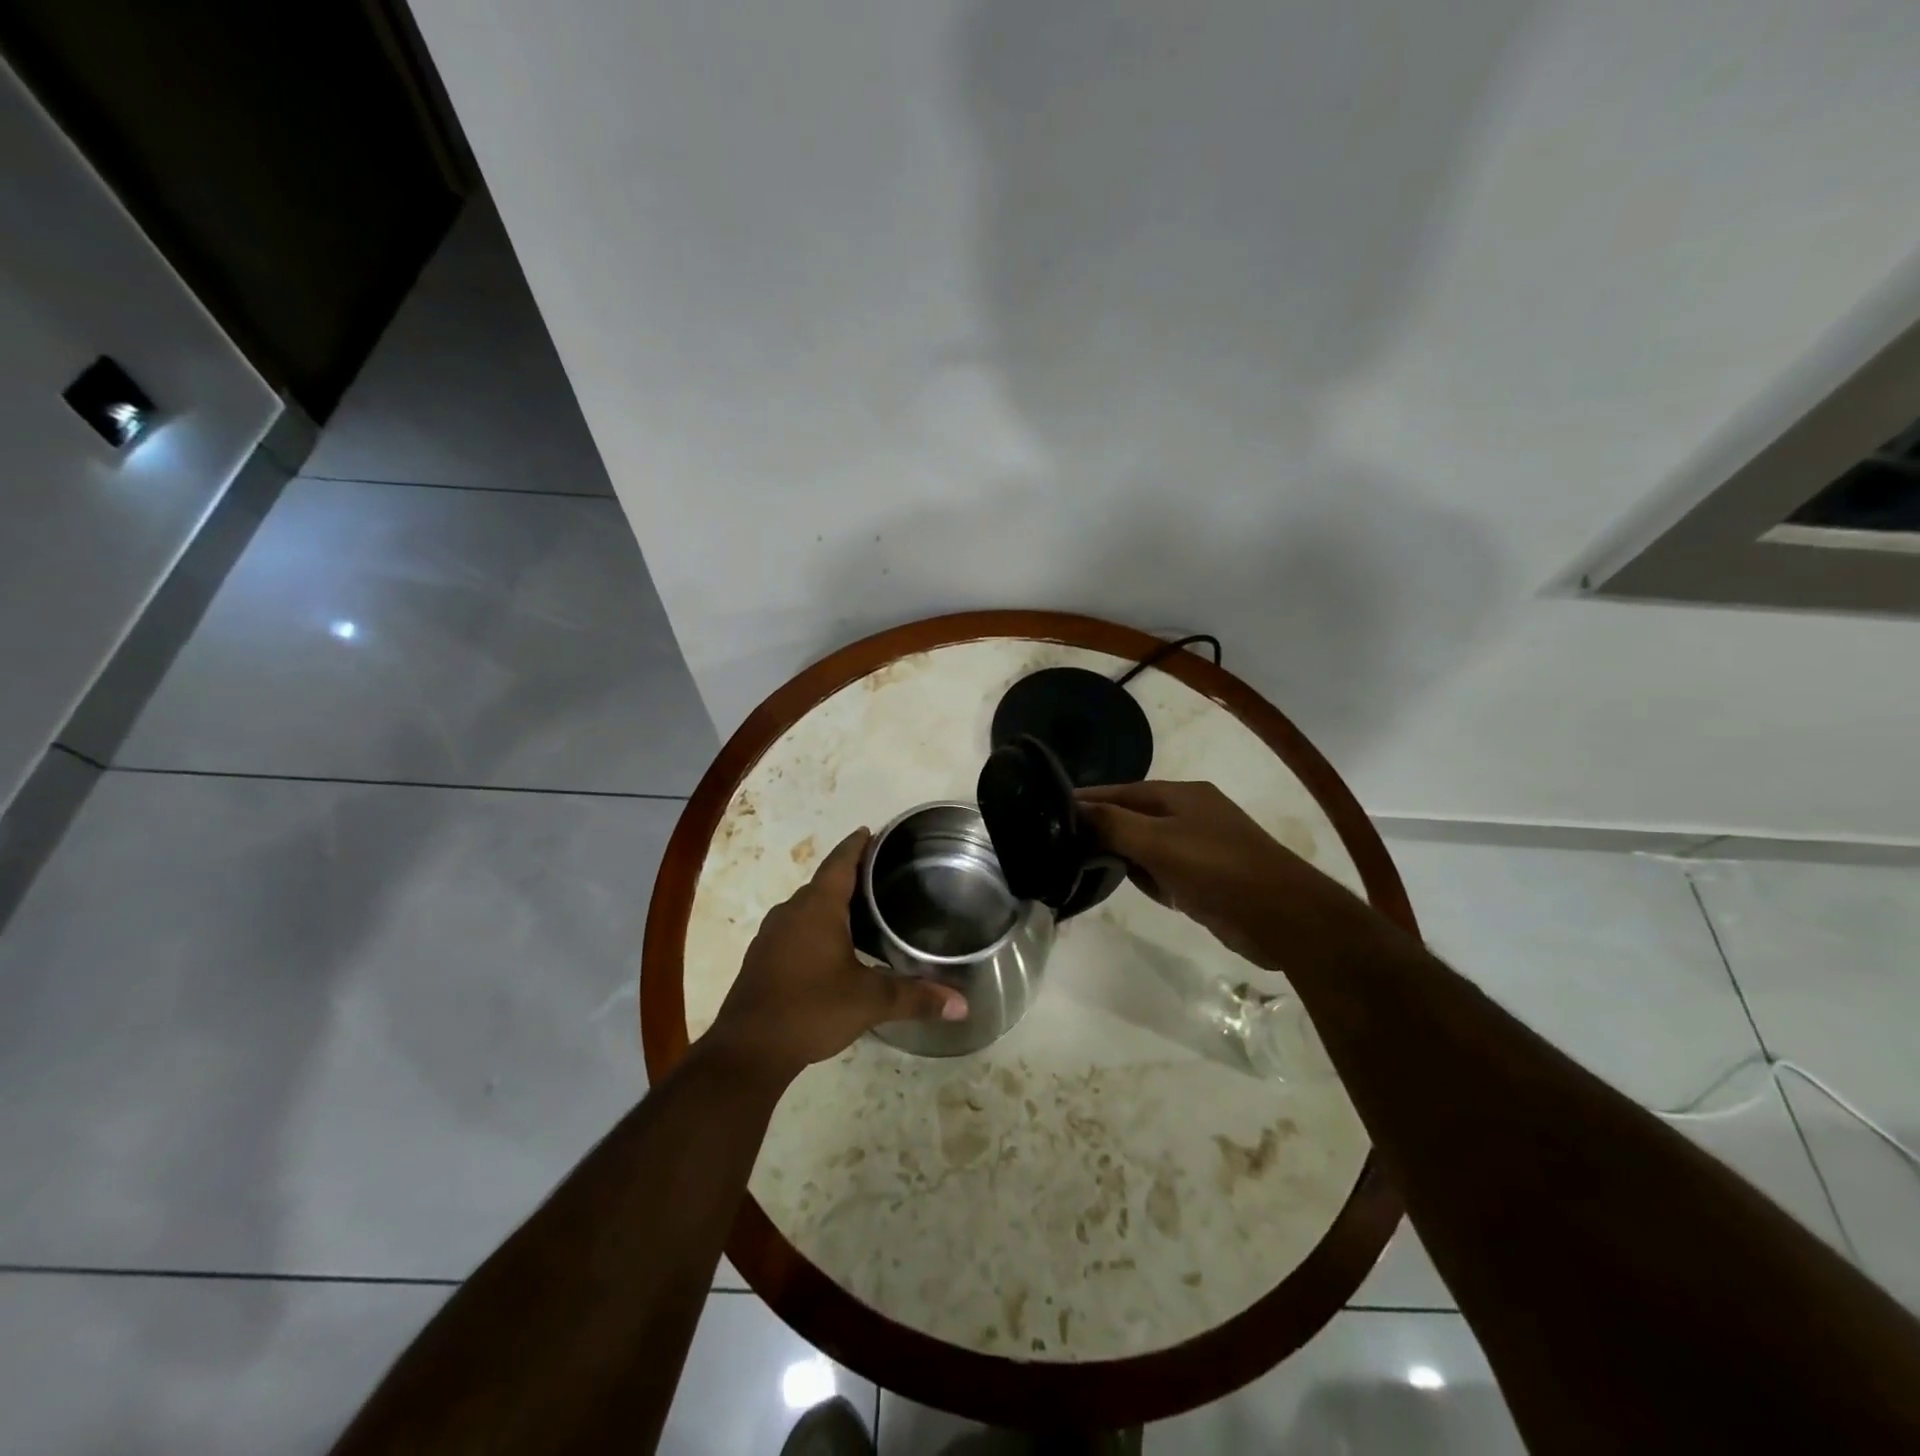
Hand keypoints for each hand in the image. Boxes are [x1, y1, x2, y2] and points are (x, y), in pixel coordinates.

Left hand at [704, 829, 966, 1084]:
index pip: (840, 862)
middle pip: (824, 882)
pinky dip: (815, 926)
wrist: (748, 1051)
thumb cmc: (811, 1009)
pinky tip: (832, 947)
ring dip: (831, 903)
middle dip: (850, 875)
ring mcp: (771, 935)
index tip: (872, 832)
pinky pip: (794, 928)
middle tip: (882, 875)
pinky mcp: (762, 958)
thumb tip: (962, 1004)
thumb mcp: (869, 1001)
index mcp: (817, 908)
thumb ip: (915, 998)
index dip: (857, 845)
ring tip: (862, 910)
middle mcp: (791, 911)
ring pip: (807, 906)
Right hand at [1077, 780, 1330, 968]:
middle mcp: (1189, 814)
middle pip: (1132, 816)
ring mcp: (1199, 846)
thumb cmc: (1217, 869)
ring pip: (1146, 845)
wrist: (1281, 916)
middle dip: (1101, 828)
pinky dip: (1146, 877)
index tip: (1048, 810)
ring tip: (1082, 866)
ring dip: (1122, 855)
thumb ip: (1113, 824)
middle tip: (1060, 844)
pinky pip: (1163, 870)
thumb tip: (1073, 808)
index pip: (1120, 791)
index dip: (1087, 800)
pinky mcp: (1205, 877)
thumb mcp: (1158, 842)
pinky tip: (1129, 887)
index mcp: (1180, 794)